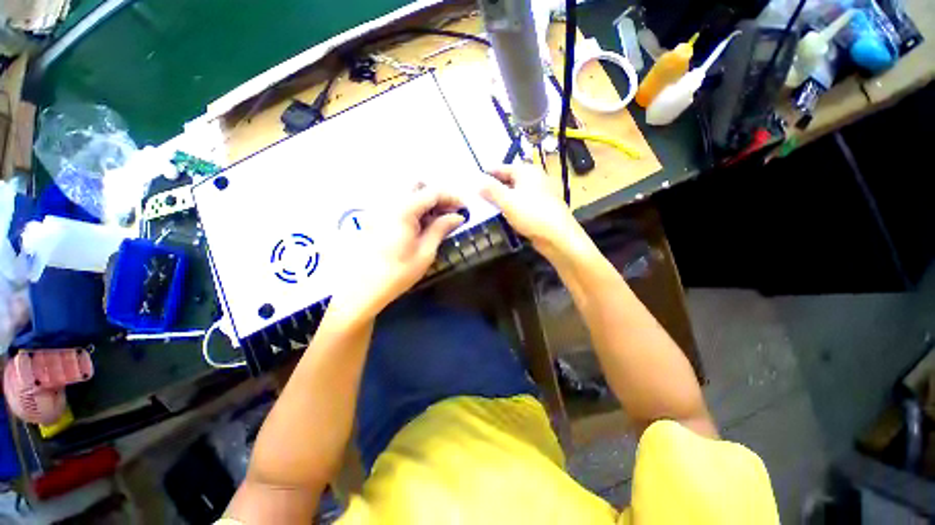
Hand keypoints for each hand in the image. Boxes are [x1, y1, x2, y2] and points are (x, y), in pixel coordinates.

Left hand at [330, 185, 464, 320]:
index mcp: (403, 209)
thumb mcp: (426, 251)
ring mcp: (380, 208)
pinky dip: (414, 208)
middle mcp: (389, 202)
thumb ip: (441, 228)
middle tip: (450, 212)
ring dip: (425, 201)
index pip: (432, 192)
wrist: (363, 288)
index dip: (452, 197)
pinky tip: (421, 224)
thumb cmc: (398, 272)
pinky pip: (399, 203)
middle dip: (437, 195)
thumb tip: (458, 217)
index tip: (465, 208)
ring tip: (438, 220)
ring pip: (407, 193)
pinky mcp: (376, 216)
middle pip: (417, 185)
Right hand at [480, 164, 583, 256]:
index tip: (474, 180)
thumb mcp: (507, 200)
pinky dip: (511, 206)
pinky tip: (502, 214)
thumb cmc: (531, 214)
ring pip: (515, 193)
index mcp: (527, 171)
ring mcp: (539, 193)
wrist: (557, 236)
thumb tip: (478, 182)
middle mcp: (534, 178)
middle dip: (494, 187)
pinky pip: (522, 203)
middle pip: (509, 179)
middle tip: (477, 194)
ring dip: (502, 198)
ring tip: (486, 205)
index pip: (502, 168)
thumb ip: (491, 190)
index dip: (487, 173)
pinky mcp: (541, 208)